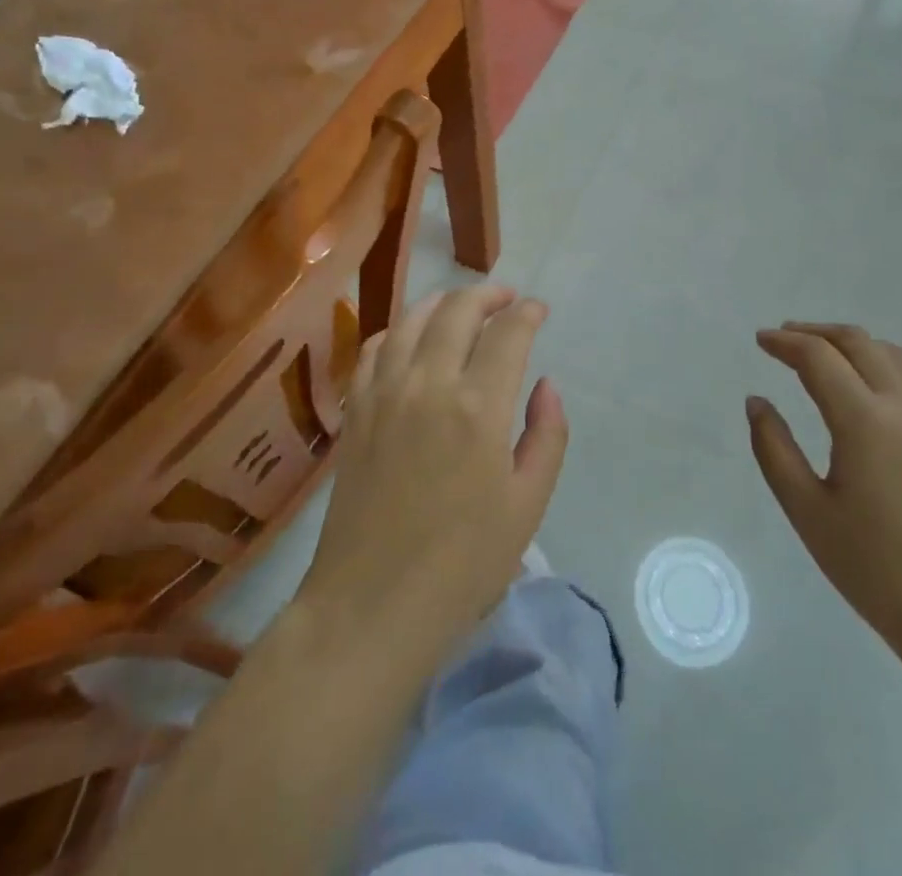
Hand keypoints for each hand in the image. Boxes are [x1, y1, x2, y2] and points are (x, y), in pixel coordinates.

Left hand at [299, 286, 567, 660]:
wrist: (372, 606)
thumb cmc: (463, 565)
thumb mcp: (528, 505)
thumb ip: (546, 435)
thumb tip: (545, 384)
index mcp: (479, 407)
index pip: (508, 333)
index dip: (528, 313)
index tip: (539, 311)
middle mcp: (429, 384)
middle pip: (457, 310)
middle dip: (487, 294)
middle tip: (506, 300)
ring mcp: (384, 393)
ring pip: (412, 319)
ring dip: (442, 302)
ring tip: (462, 307)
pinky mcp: (355, 410)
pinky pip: (374, 348)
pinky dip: (399, 329)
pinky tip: (411, 338)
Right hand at [747, 322, 901, 668]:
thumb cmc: (875, 569)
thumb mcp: (807, 511)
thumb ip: (774, 449)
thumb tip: (757, 402)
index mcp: (865, 422)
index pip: (819, 358)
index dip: (785, 343)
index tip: (760, 340)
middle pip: (858, 343)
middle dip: (816, 332)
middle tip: (783, 338)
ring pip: (892, 354)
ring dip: (852, 344)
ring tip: (822, 354)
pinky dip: (882, 363)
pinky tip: (868, 386)